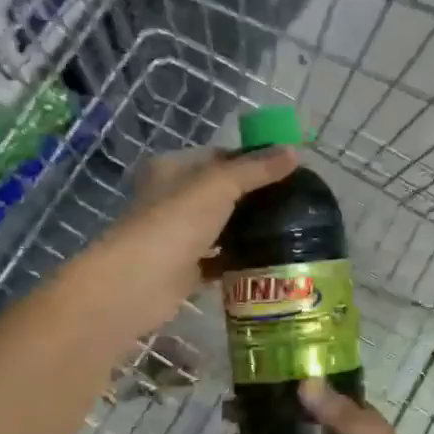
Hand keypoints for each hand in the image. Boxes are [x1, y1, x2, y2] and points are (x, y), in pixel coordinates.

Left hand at [69, 146, 296, 343]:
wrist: (140, 282)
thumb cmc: (176, 222)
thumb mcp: (220, 185)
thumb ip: (256, 169)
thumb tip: (294, 151)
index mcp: (172, 169)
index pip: (217, 156)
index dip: (251, 160)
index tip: (287, 169)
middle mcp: (170, 199)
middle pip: (219, 192)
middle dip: (253, 197)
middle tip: (294, 202)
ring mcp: (176, 236)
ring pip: (218, 227)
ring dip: (246, 229)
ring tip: (288, 228)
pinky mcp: (183, 269)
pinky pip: (217, 260)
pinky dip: (236, 259)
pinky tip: (266, 259)